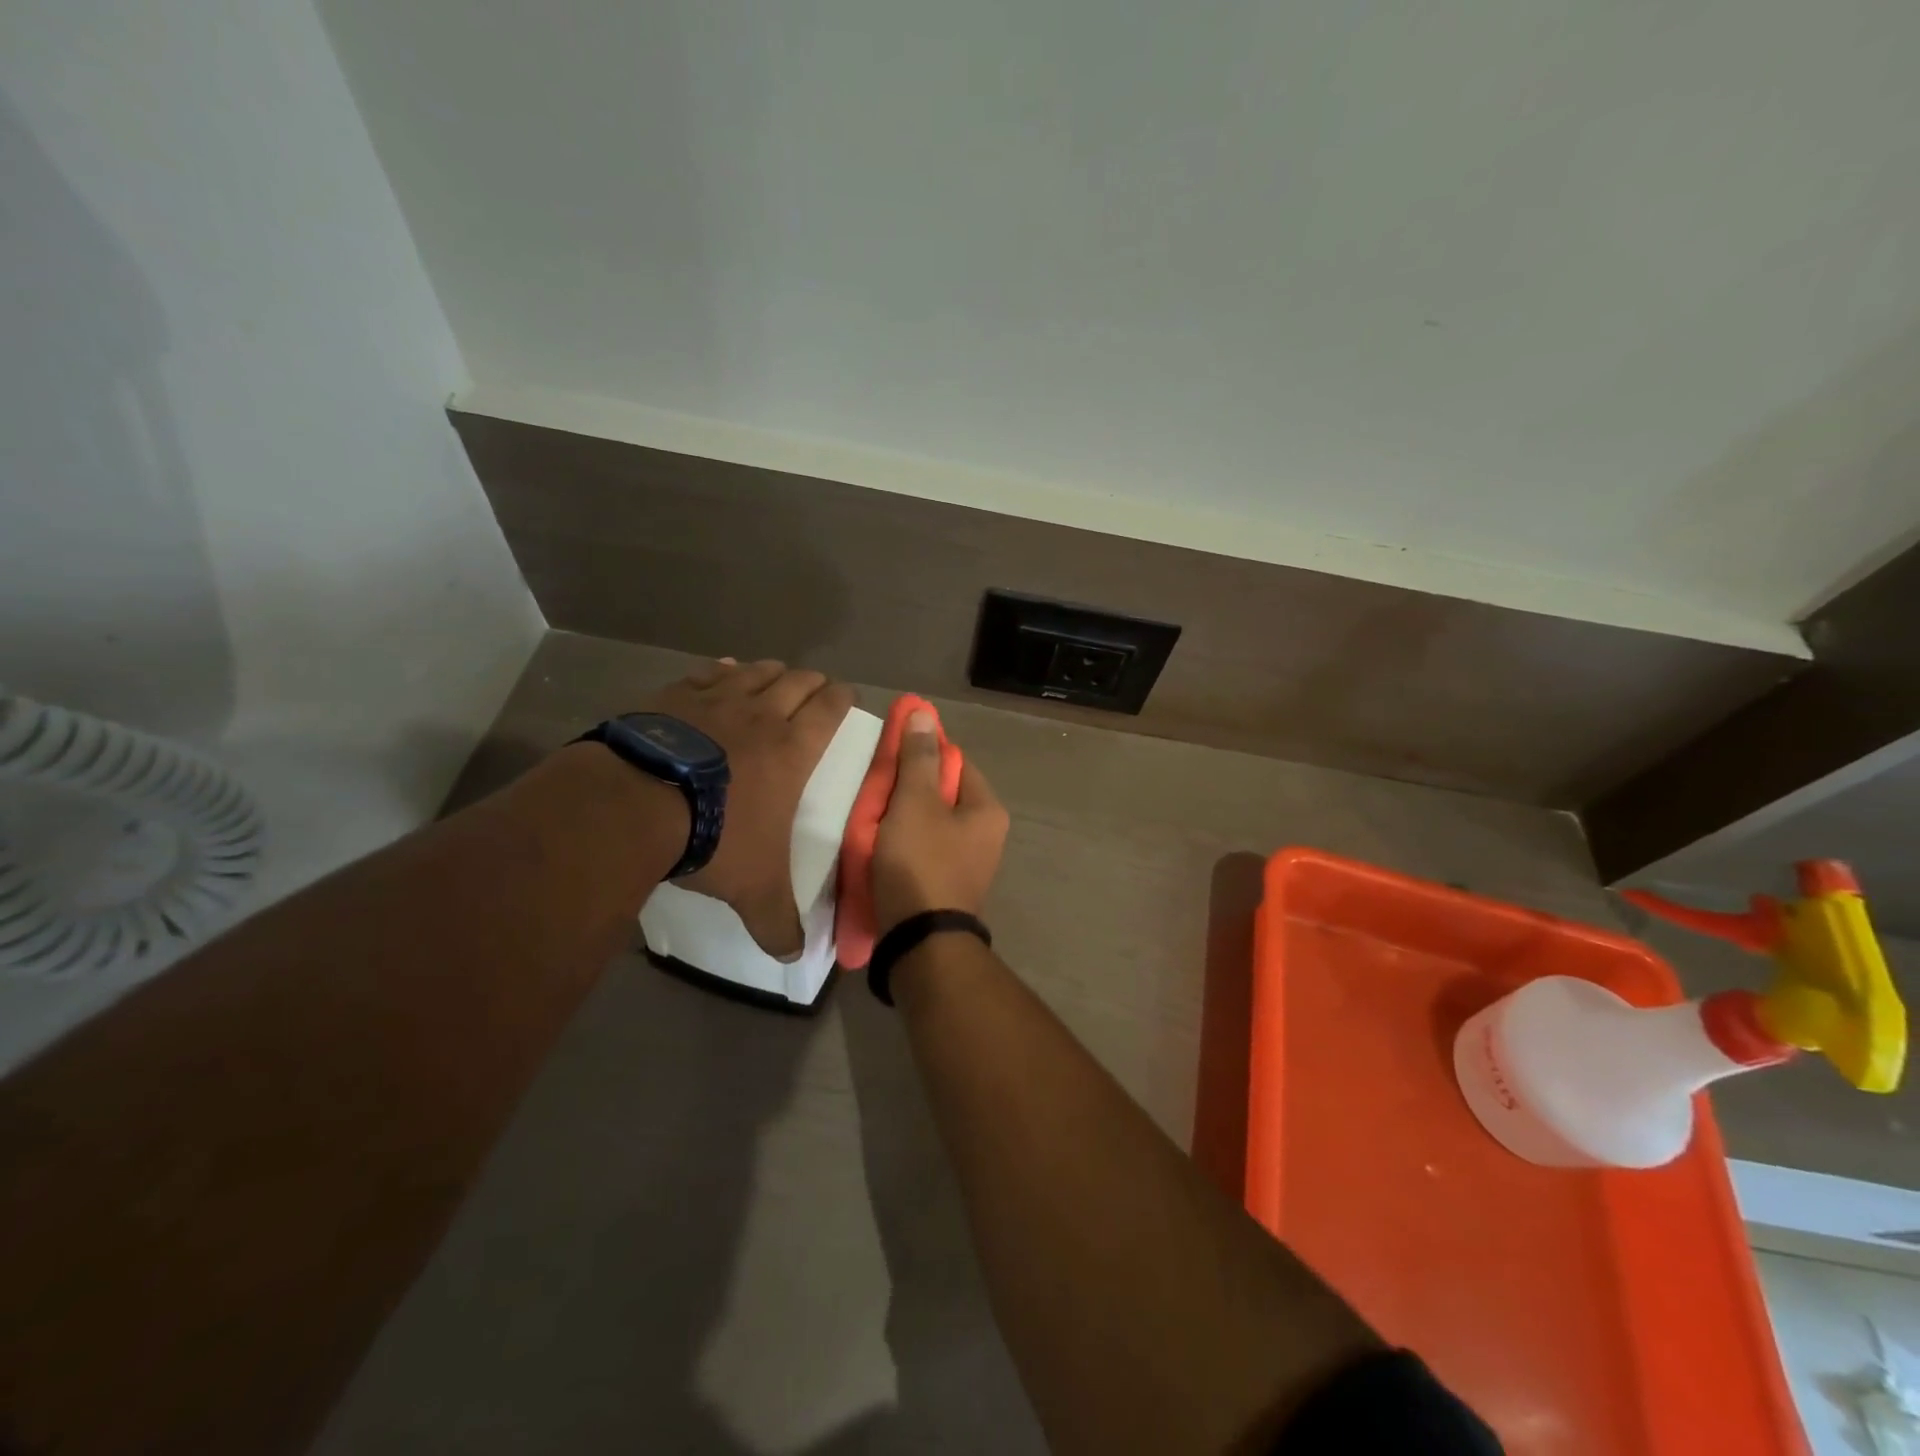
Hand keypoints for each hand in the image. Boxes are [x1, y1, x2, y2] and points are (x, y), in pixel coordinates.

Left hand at [645, 658, 854, 955]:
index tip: (847, 695)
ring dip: (771, 673)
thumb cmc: (714, 838)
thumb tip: (794, 956)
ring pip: (756, 671)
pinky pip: (707, 673)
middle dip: (812, 682)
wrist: (634, 806)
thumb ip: (777, 922)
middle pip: (797, 681)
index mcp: (793, 749)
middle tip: (816, 689)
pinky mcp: (673, 696)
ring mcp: (715, 700)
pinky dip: (722, 672)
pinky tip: (721, 673)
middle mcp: (761, 715)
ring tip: (775, 677)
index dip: (842, 698)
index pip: (830, 709)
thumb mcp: (754, 889)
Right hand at [872, 710, 1008, 935]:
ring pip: (929, 822)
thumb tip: (925, 713)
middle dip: (907, 787)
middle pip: (941, 793)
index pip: (954, 761)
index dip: (922, 751)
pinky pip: (923, 850)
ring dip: (900, 816)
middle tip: (874, 787)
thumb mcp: (915, 803)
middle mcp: (986, 834)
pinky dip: (902, 843)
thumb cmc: (920, 864)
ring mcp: (967, 863)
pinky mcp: (947, 886)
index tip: (890, 753)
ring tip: (869, 817)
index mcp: (987, 809)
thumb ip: (918, 758)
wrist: (919, 944)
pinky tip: (878, 847)